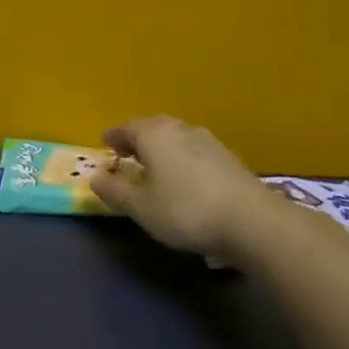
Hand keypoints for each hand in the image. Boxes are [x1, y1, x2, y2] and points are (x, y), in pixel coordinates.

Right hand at [92, 115, 273, 260]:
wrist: (252, 221)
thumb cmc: (185, 210)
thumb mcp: (140, 207)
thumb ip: (114, 191)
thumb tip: (96, 179)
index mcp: (155, 135)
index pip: (127, 128)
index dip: (113, 136)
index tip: (104, 143)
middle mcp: (181, 130)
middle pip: (154, 127)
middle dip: (138, 137)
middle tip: (127, 152)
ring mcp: (209, 142)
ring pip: (176, 137)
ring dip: (161, 147)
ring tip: (153, 164)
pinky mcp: (228, 158)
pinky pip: (194, 150)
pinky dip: (181, 157)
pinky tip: (183, 176)